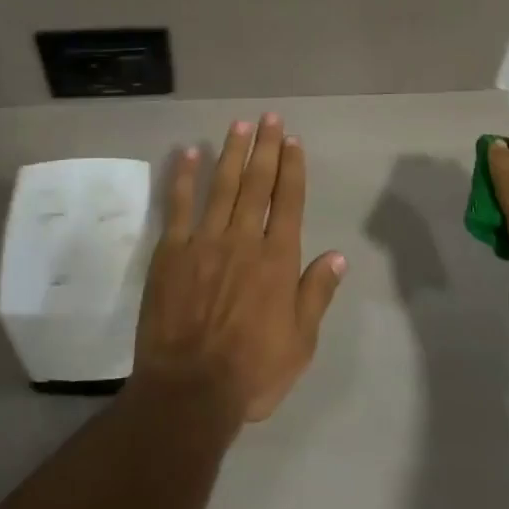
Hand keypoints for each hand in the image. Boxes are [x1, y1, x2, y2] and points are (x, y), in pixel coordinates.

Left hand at [133, 115, 346, 424]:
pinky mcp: (171, 251)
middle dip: (265, 148)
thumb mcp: (300, 343)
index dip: (292, 168)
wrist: (190, 391)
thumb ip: (316, 294)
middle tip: (269, 118)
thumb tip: (337, 256)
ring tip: (239, 125)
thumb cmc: (252, 371)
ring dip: (232, 153)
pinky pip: (178, 206)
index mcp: (277, 260)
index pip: (288, 201)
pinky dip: (184, 178)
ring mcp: (204, 241)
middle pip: (257, 184)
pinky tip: (189, 153)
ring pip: (221, 186)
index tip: (293, 140)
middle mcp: (243, 240)